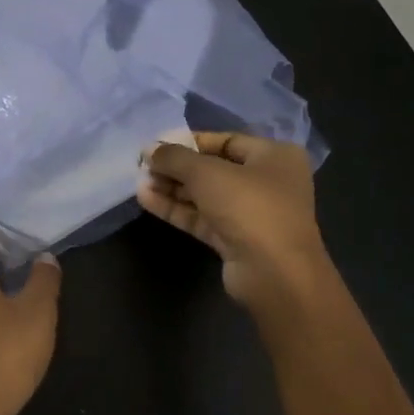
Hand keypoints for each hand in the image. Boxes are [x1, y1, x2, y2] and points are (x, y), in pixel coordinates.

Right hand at [137, 132, 328, 315]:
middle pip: (213, 168)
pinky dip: (176, 208)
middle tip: (143, 165)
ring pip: (205, 195)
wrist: (274, 273)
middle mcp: (267, 182)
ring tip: (139, 181)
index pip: (225, 141)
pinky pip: (202, 217)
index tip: (157, 145)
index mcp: (274, 156)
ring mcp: (251, 213)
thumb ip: (174, 157)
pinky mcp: (235, 239)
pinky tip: (146, 199)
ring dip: (172, 188)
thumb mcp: (206, 173)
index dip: (189, 141)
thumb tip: (148, 148)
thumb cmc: (249, 207)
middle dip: (177, 167)